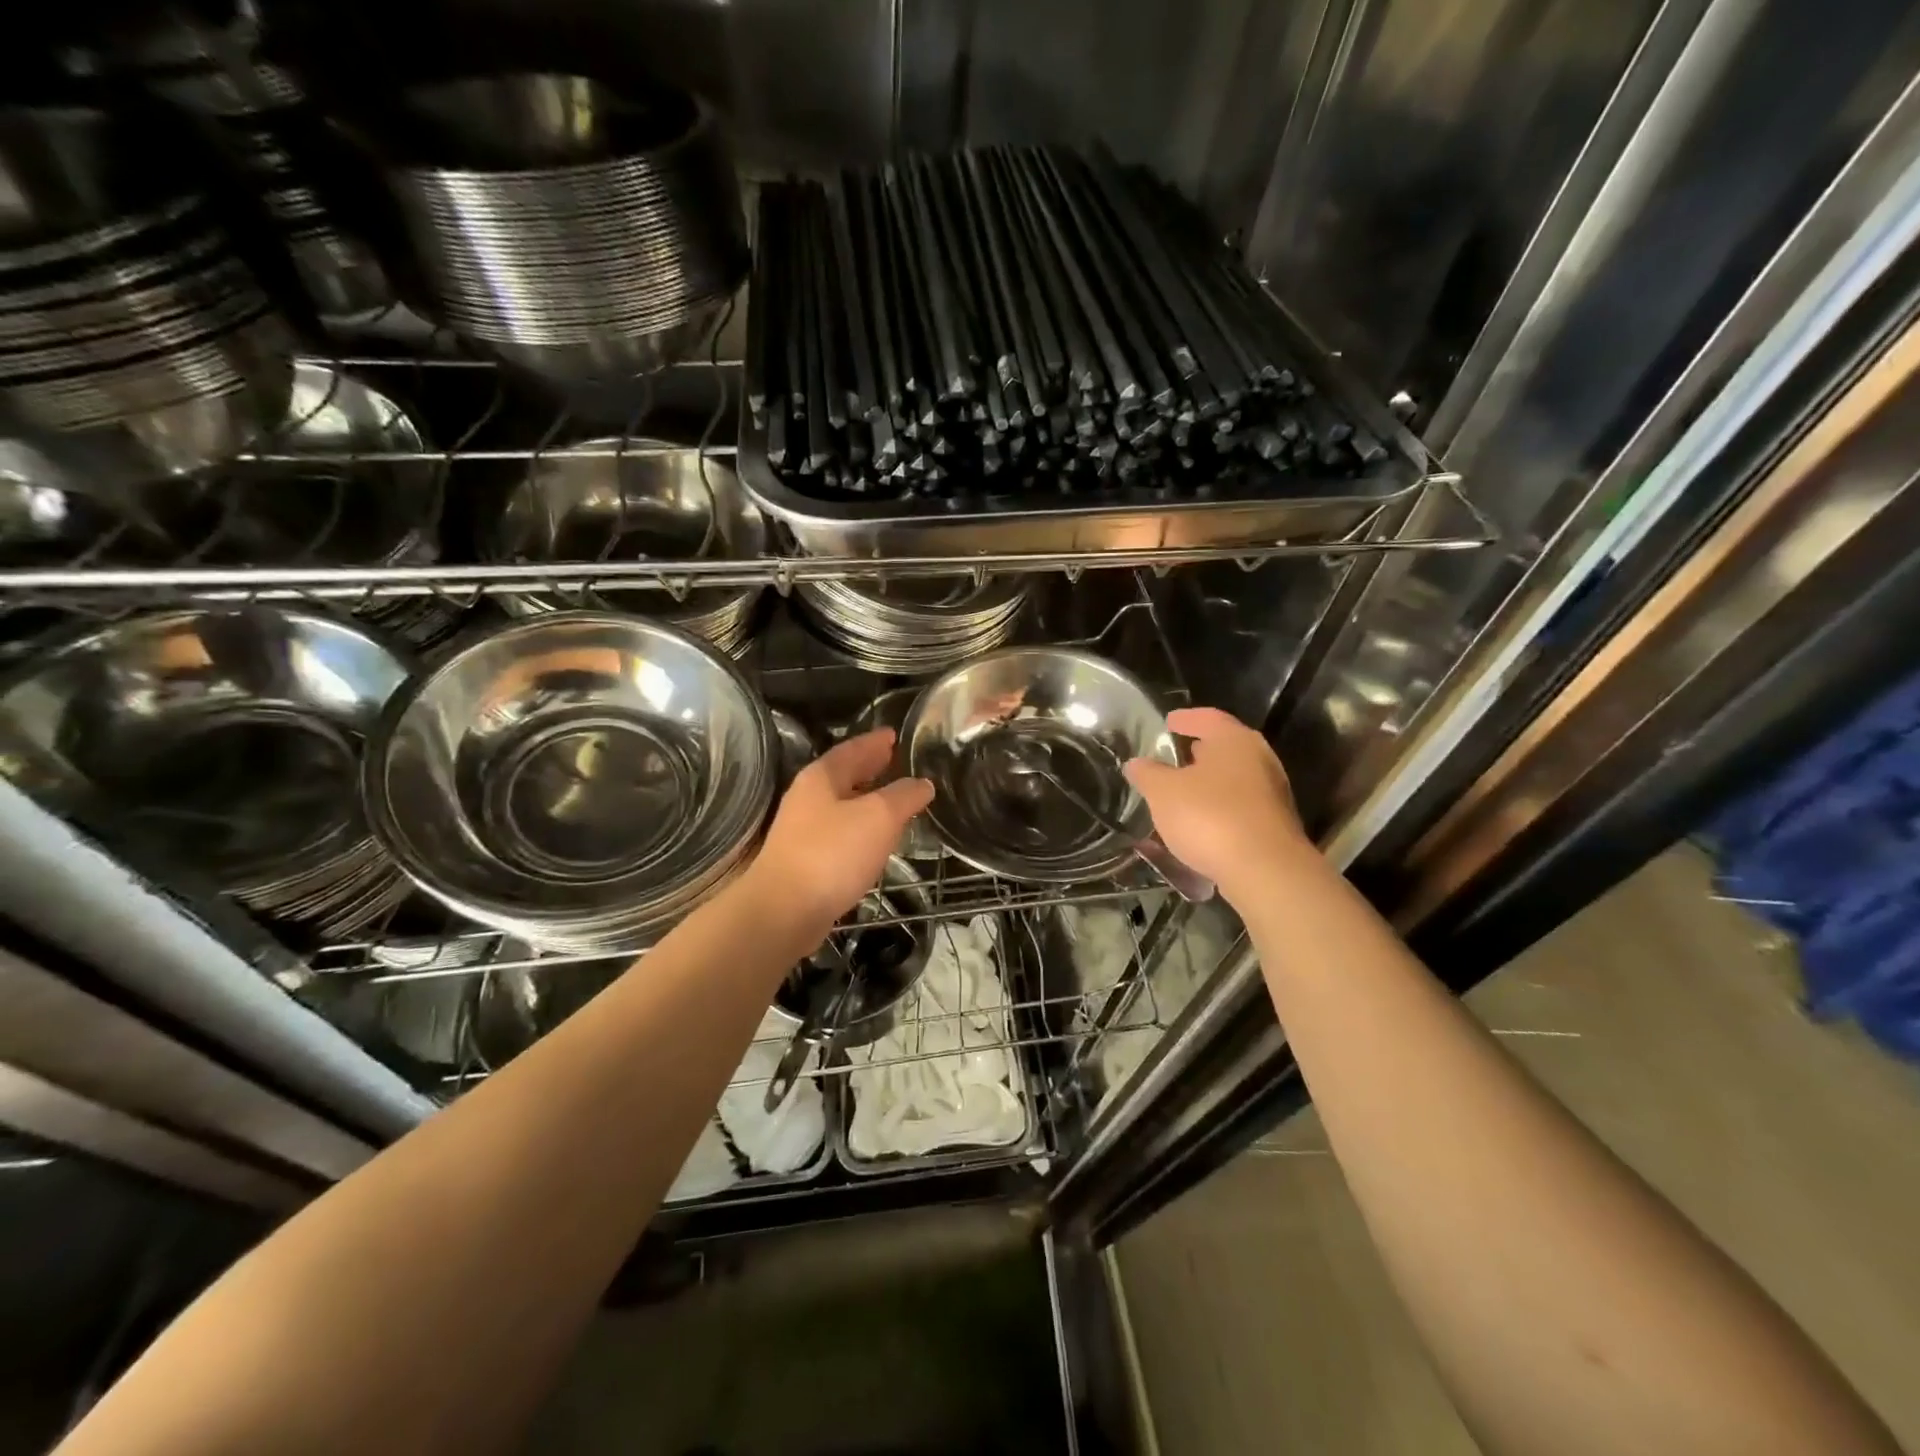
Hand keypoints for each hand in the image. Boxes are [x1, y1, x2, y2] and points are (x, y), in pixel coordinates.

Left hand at [748, 728, 932, 932]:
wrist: (784, 911)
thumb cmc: (832, 854)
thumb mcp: (878, 817)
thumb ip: (903, 796)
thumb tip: (923, 783)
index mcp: (821, 778)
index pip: (852, 749)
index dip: (875, 742)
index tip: (894, 734)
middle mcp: (807, 799)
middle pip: (843, 775)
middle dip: (870, 768)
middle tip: (896, 761)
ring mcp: (802, 831)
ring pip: (841, 805)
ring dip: (866, 799)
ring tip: (894, 801)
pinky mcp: (805, 862)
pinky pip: (839, 833)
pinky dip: (860, 828)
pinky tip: (875, 840)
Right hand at [1124, 707, 1309, 905]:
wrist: (1264, 870)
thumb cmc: (1210, 816)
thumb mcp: (1163, 792)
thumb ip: (1148, 774)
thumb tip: (1136, 763)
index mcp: (1233, 740)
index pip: (1207, 718)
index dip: (1185, 719)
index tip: (1169, 722)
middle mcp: (1259, 759)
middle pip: (1225, 747)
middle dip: (1200, 751)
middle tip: (1175, 755)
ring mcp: (1271, 793)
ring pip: (1234, 778)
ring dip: (1209, 782)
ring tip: (1183, 791)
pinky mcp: (1274, 825)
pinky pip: (1239, 807)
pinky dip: (1219, 807)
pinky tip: (1200, 822)